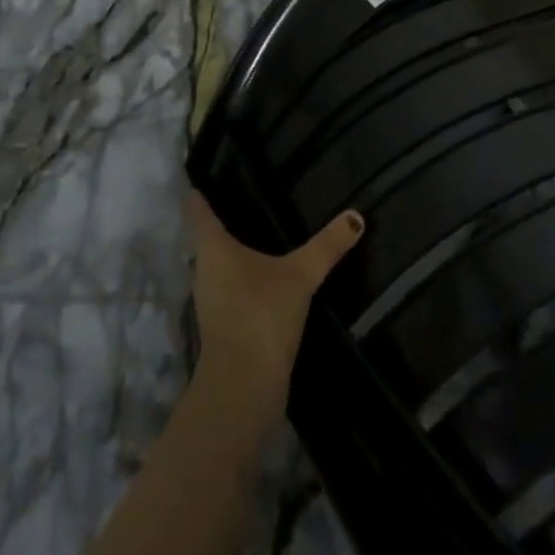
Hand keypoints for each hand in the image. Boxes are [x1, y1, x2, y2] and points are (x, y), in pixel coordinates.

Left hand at [187, 193, 364, 407]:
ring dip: (236, 247)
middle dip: (226, 214)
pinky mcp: (223, 323)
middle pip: (208, 234)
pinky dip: (245, 275)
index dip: (202, 186)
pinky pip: (232, 286)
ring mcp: (211, 298)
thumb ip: (326, 246)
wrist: (243, 387)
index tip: (212, 168)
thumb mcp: (300, 276)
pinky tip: (267, 272)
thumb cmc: (261, 315)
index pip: (198, 207)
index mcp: (212, 246)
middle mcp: (204, 267)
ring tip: (262, 225)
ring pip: (220, 261)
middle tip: (249, 190)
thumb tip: (356, 215)